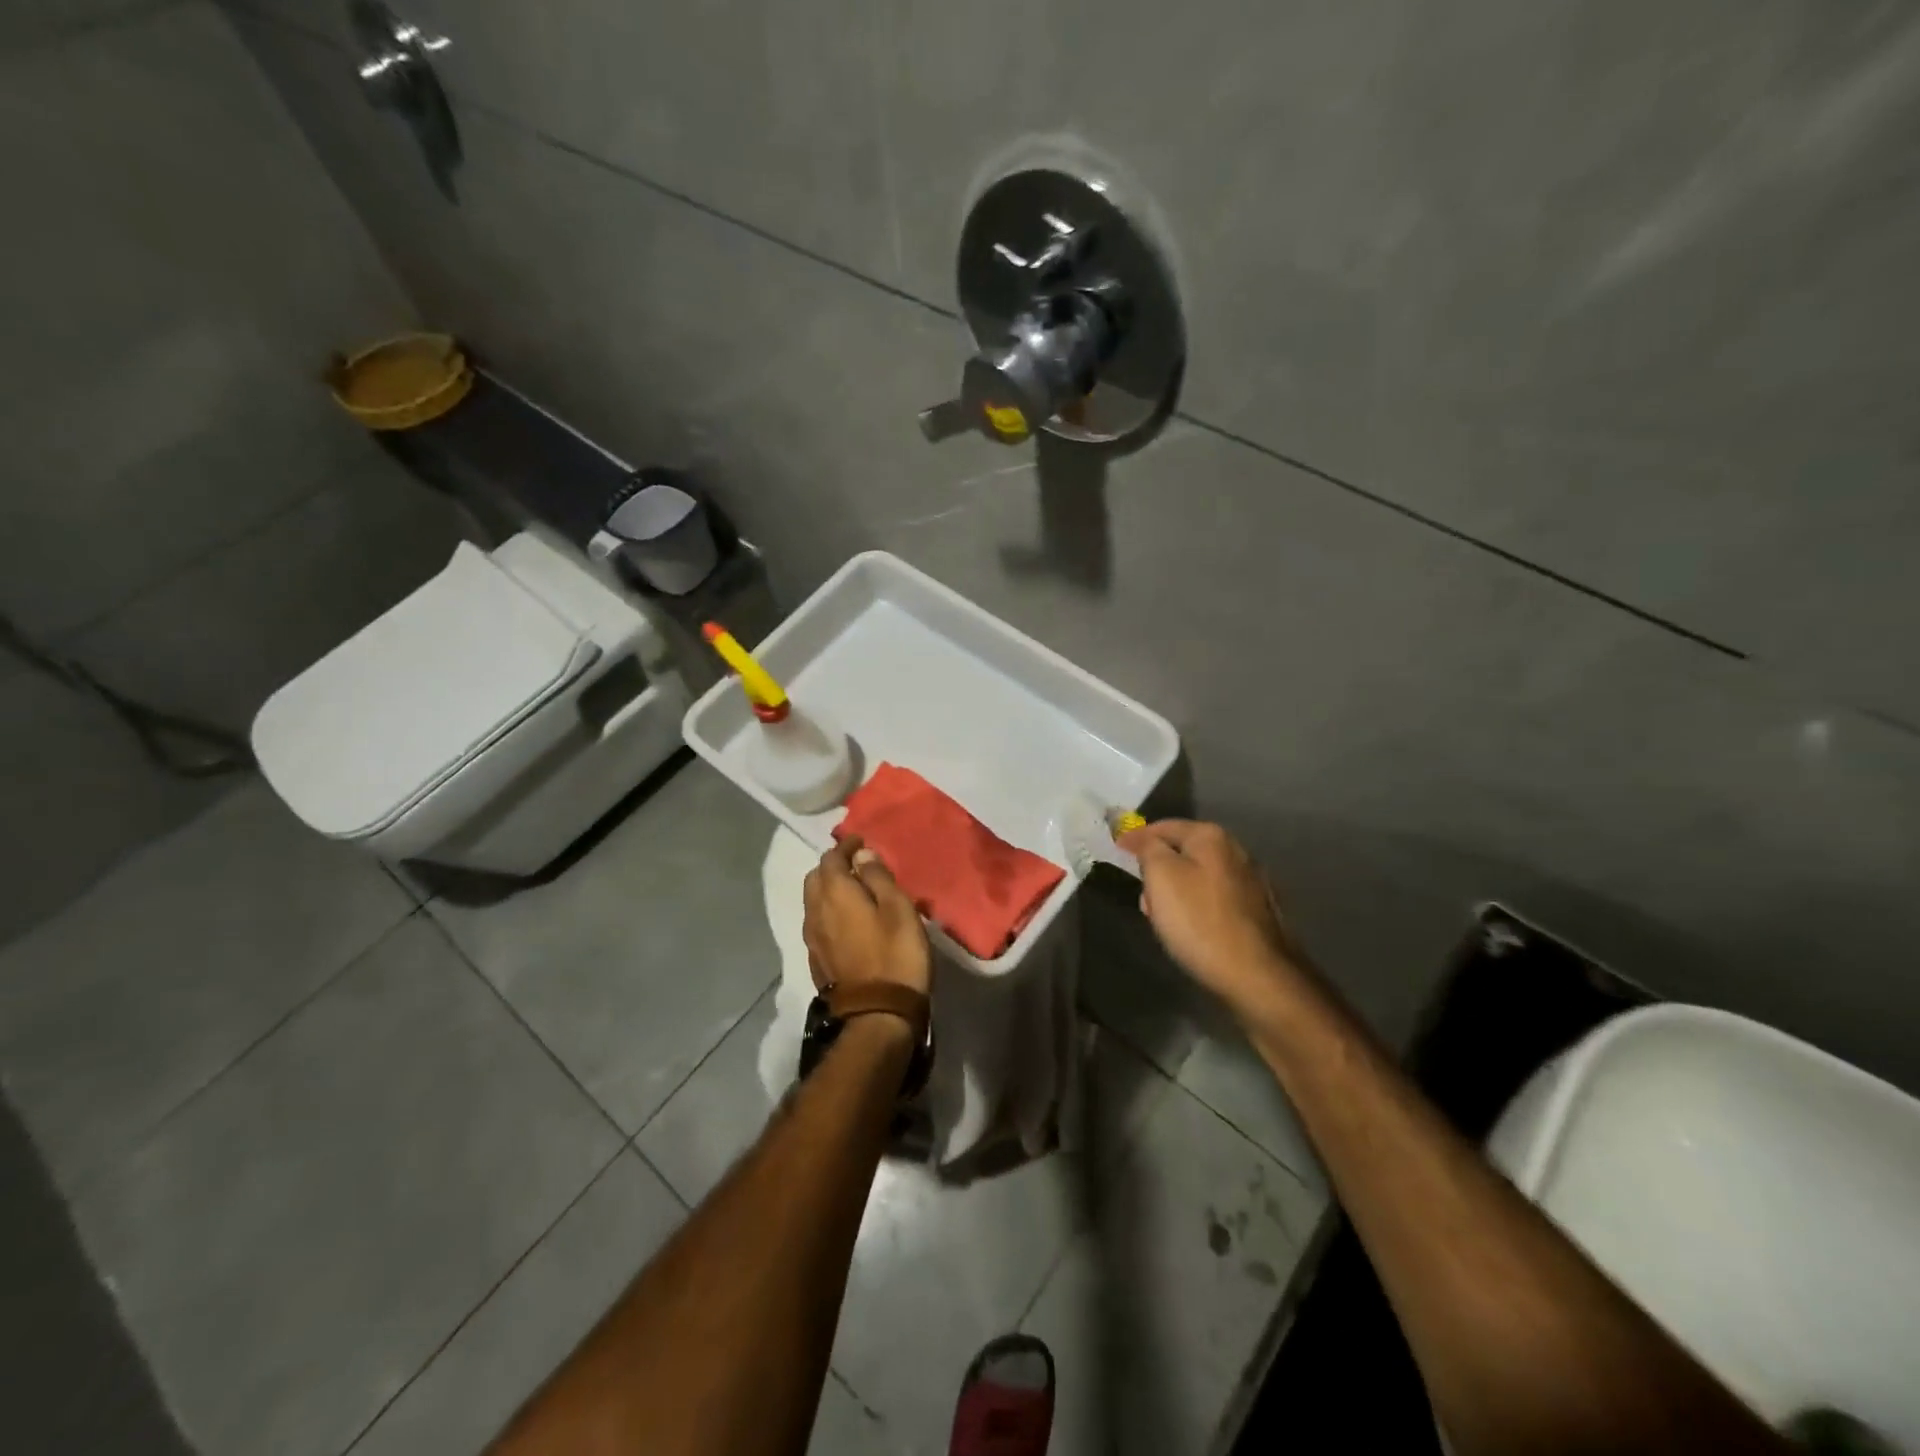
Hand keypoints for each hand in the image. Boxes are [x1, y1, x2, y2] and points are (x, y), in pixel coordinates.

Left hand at [801, 836, 931, 997]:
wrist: (878, 1014)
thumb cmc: (895, 954)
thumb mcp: (898, 909)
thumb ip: (878, 877)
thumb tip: (861, 854)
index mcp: (834, 893)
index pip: (830, 858)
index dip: (845, 846)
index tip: (862, 841)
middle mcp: (815, 911)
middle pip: (815, 878)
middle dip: (832, 866)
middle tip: (856, 865)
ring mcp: (812, 938)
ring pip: (813, 902)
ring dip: (828, 890)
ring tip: (852, 891)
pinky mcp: (816, 960)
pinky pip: (817, 923)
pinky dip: (828, 912)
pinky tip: (846, 920)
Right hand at [1117, 819, 1297, 1012]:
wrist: (1257, 976)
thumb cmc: (1199, 921)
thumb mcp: (1160, 876)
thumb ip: (1149, 848)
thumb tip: (1145, 838)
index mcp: (1211, 837)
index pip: (1163, 826)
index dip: (1136, 837)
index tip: (1116, 848)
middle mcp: (1237, 851)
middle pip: (1184, 850)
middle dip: (1158, 867)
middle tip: (1141, 891)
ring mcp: (1252, 882)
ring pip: (1200, 876)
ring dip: (1177, 889)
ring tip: (1162, 916)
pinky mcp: (1259, 912)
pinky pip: (1216, 899)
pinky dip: (1198, 906)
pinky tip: (1192, 929)